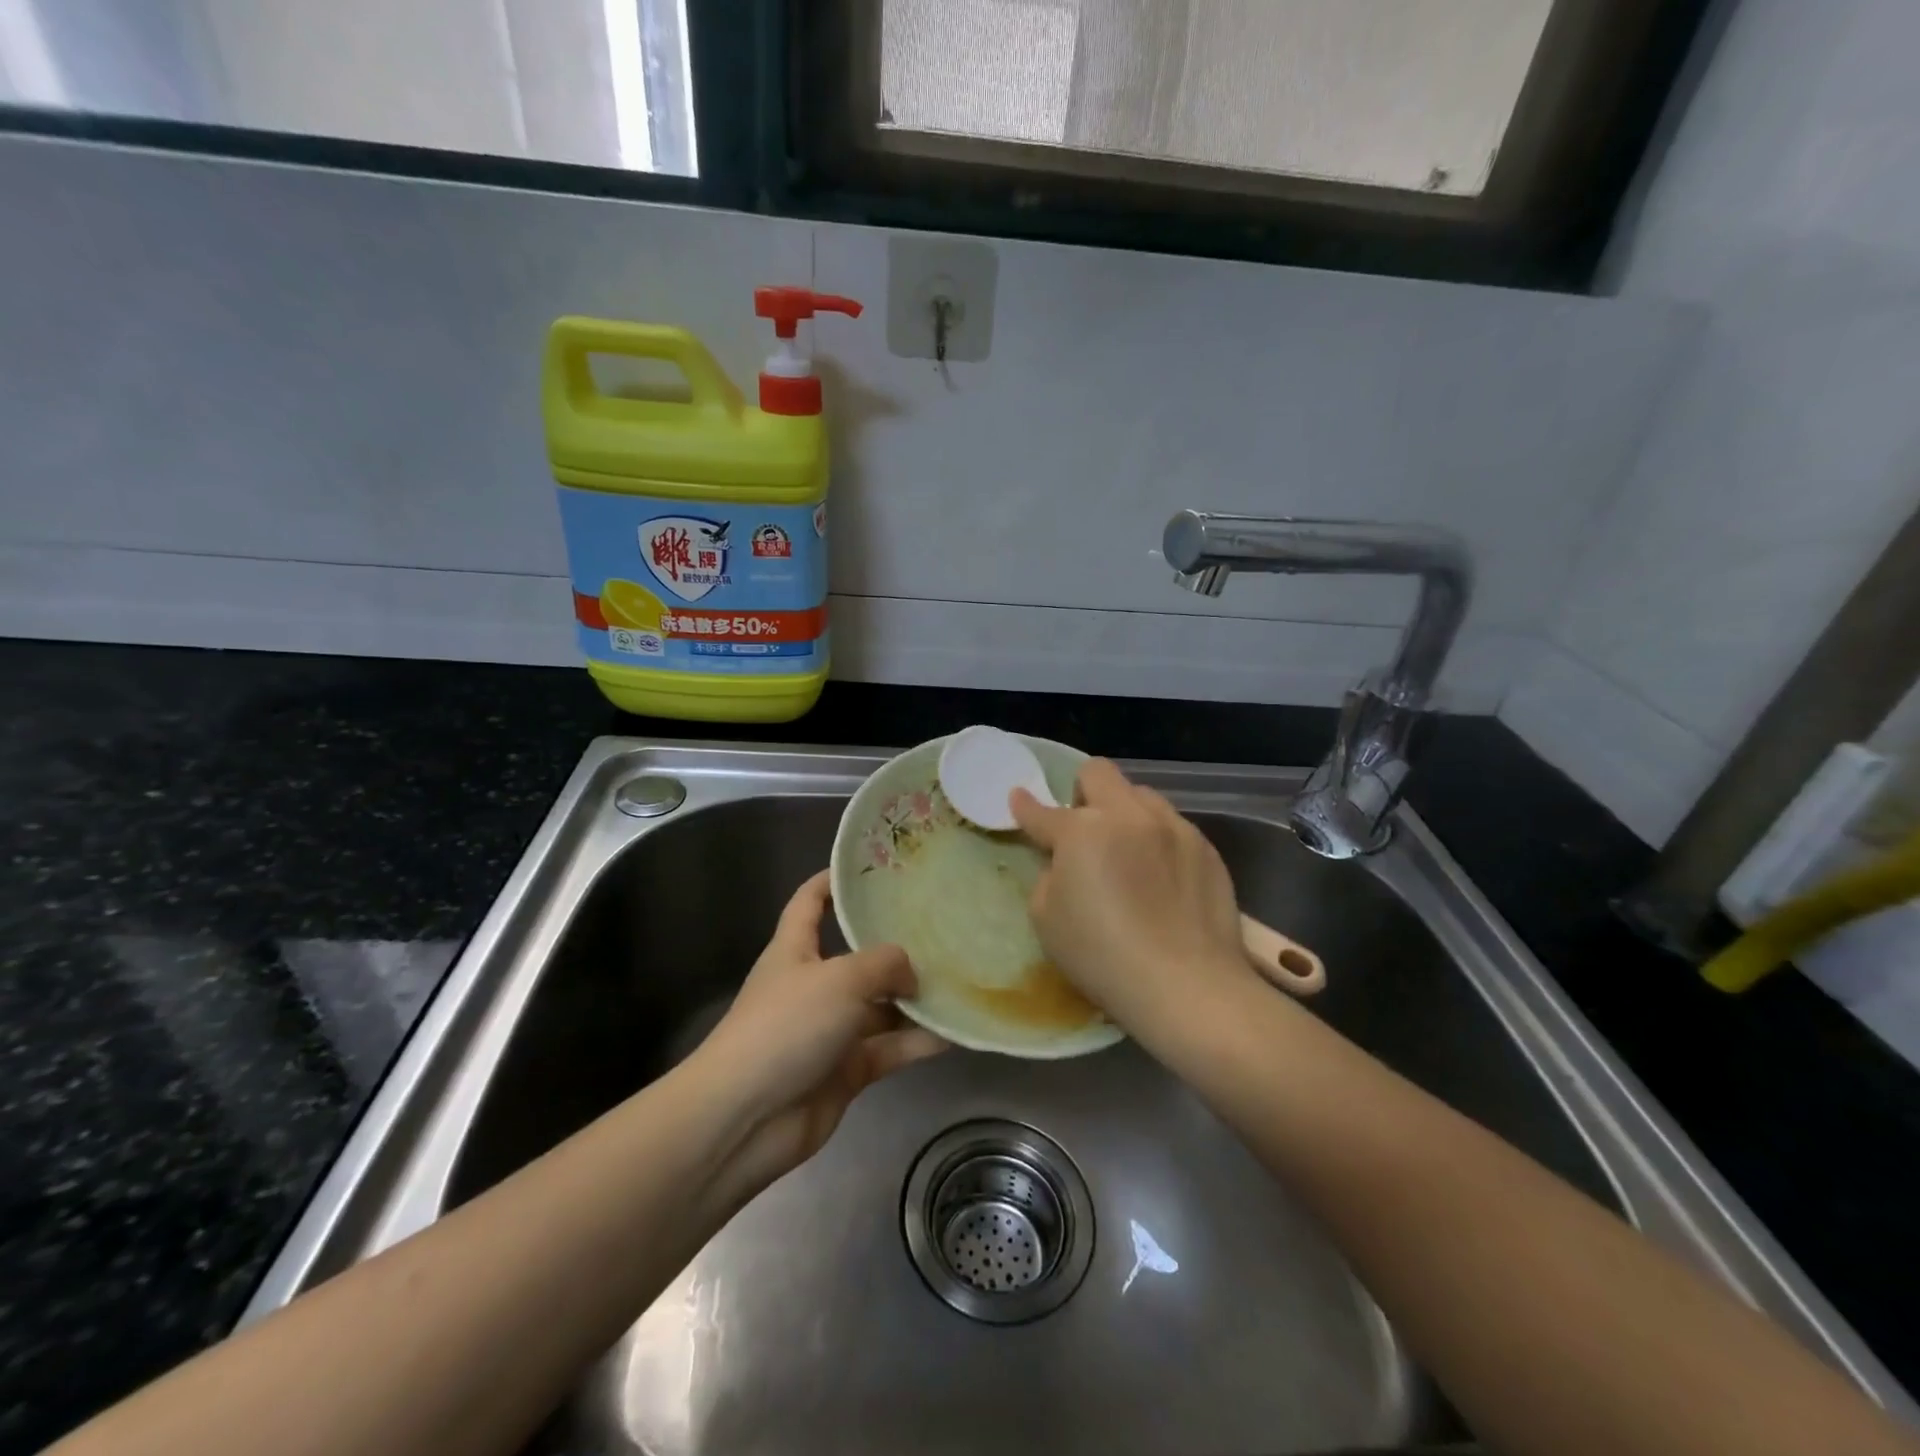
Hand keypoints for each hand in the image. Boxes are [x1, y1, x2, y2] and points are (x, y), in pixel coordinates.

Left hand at [695, 870, 946, 1193]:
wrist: (747, 1119)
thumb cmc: (787, 1026)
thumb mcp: (840, 979)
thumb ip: (884, 964)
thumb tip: (912, 972)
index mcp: (795, 950)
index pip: (810, 902)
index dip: (834, 881)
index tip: (872, 868)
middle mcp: (813, 985)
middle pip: (857, 956)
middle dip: (895, 946)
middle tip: (943, 927)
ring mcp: (829, 1030)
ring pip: (880, 1007)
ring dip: (915, 999)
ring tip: (961, 980)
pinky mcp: (845, 1071)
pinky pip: (888, 1048)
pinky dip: (917, 1042)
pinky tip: (955, 1031)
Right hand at [1011, 759, 1252, 1031]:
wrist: (1186, 986)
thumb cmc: (1102, 956)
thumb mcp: (1046, 919)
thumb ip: (1048, 875)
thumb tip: (1063, 863)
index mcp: (1082, 830)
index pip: (1043, 811)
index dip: (1025, 806)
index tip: (1019, 799)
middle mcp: (1128, 815)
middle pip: (1098, 773)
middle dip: (1082, 791)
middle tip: (1081, 827)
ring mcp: (1173, 827)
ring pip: (1141, 795)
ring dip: (1124, 813)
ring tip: (1127, 851)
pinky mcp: (1206, 848)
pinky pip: (1173, 826)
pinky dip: (1157, 840)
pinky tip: (1161, 877)